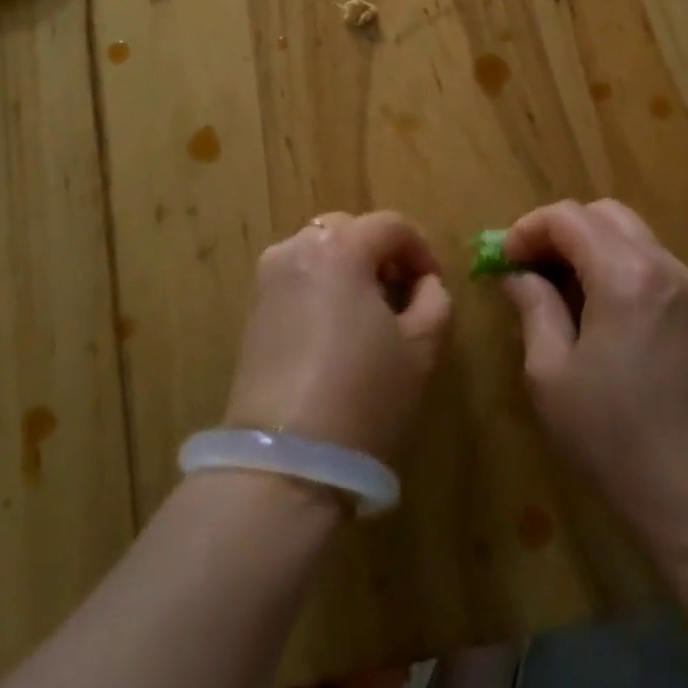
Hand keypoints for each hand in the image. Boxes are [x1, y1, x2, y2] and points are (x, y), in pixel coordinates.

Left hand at [224, 212, 452, 463]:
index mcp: (340, 248)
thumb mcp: (420, 348)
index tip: (433, 286)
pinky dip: (320, 287)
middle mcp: (297, 250)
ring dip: (348, 268)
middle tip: (401, 294)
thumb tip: (425, 283)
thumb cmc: (365, 395)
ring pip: (318, 252)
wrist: (287, 461)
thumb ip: (434, 300)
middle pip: (349, 230)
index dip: (420, 250)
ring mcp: (268, 280)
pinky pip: (296, 279)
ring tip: (368, 313)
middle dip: (380, 253)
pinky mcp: (253, 312)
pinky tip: (335, 331)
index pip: (390, 225)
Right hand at [502, 199, 687, 549]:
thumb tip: (516, 274)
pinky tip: (593, 306)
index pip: (569, 218)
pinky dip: (613, 263)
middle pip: (603, 214)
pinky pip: (648, 260)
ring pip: (629, 234)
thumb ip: (533, 307)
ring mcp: (687, 286)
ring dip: (587, 245)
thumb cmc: (611, 436)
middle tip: (527, 267)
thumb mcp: (550, 372)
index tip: (503, 260)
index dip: (528, 229)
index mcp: (626, 276)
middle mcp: (663, 266)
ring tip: (556, 288)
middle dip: (558, 231)